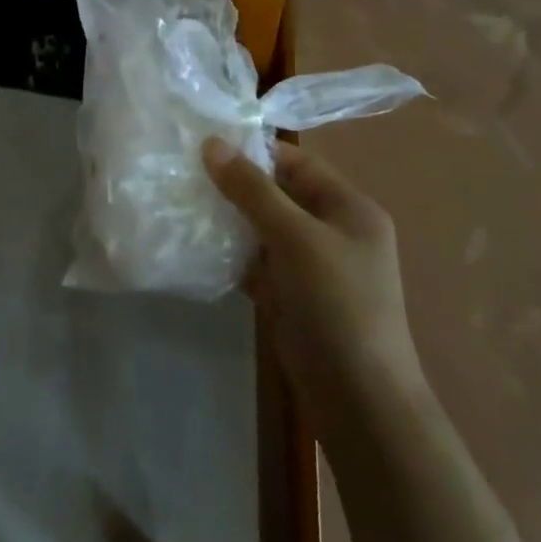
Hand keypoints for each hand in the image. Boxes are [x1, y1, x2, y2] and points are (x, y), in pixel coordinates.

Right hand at [203, 138, 425, 423]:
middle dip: (235, 186)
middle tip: (185, 173)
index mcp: (348, 208)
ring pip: (263, 229)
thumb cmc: (335, 303)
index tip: (203, 146)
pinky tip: (196, 247)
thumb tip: (212, 144)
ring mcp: (312, 266)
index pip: (296, 163)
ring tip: (182, 204)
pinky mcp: (292, 295)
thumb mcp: (294, 237)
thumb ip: (252, 190)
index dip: (253, 152)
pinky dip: (231, 255)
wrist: (358, 398)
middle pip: (277, 195)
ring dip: (229, 220)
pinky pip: (257, 262)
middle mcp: (333, 231)